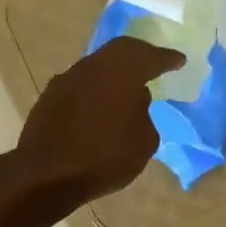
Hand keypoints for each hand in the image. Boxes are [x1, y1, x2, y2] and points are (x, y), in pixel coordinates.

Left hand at [11, 37, 183, 207]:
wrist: (46, 175)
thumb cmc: (104, 158)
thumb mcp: (144, 142)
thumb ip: (144, 115)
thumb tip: (135, 100)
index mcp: (122, 73)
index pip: (150, 57)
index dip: (167, 59)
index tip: (179, 60)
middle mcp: (93, 67)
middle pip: (120, 51)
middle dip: (140, 54)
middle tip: (154, 62)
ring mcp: (67, 80)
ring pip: (98, 66)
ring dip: (115, 73)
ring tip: (128, 86)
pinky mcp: (49, 97)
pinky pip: (81, 84)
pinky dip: (96, 89)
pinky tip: (102, 104)